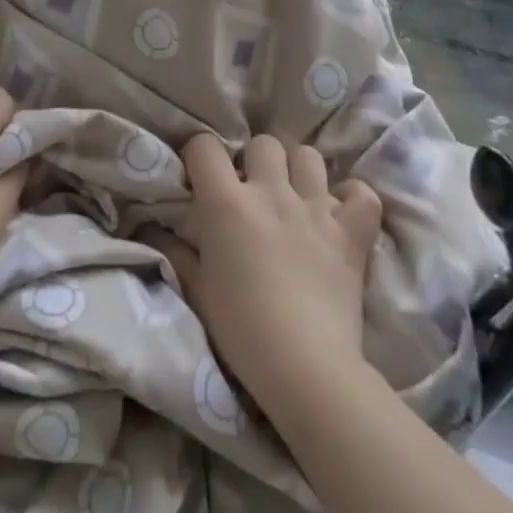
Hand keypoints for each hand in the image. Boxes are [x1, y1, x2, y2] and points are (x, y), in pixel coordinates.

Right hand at [154, 133, 382, 417]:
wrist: (306, 368)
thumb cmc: (241, 329)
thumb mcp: (196, 289)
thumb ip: (174, 250)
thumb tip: (151, 226)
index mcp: (227, 202)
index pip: (204, 146)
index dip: (199, 155)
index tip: (200, 176)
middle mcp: (272, 192)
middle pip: (262, 144)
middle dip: (254, 160)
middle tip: (252, 191)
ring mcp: (316, 208)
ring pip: (308, 156)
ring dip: (299, 171)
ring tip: (294, 196)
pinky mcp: (352, 232)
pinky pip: (361, 193)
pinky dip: (352, 199)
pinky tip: (340, 214)